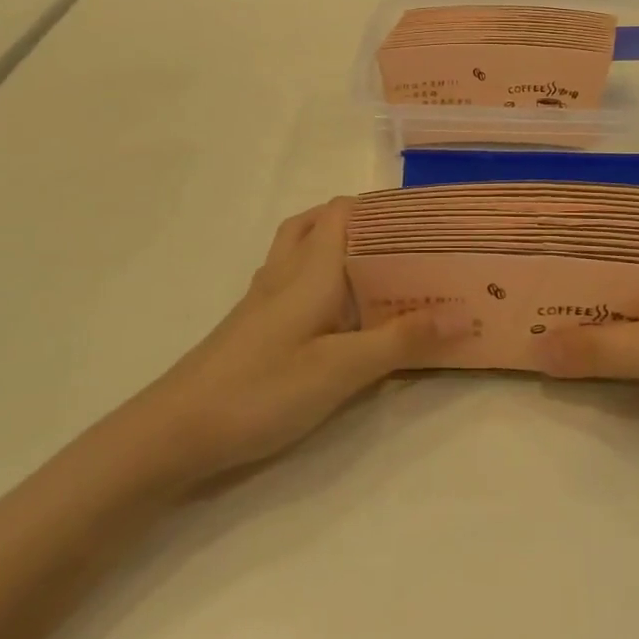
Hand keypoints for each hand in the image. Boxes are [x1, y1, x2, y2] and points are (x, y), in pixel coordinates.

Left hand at [135, 198, 462, 483]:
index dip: (380, 206)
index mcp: (310, 271)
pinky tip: (335, 313)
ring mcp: (263, 300)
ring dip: (333, 244)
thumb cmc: (262, 390)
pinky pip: (291, 282)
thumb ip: (401, 340)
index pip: (342, 212)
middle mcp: (285, 275)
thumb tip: (463, 312)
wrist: (174, 432)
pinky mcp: (252, 326)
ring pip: (298, 250)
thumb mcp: (341, 369)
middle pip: (316, 223)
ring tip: (374, 268)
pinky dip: (317, 277)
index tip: (422, 218)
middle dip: (357, 221)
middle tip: (400, 241)